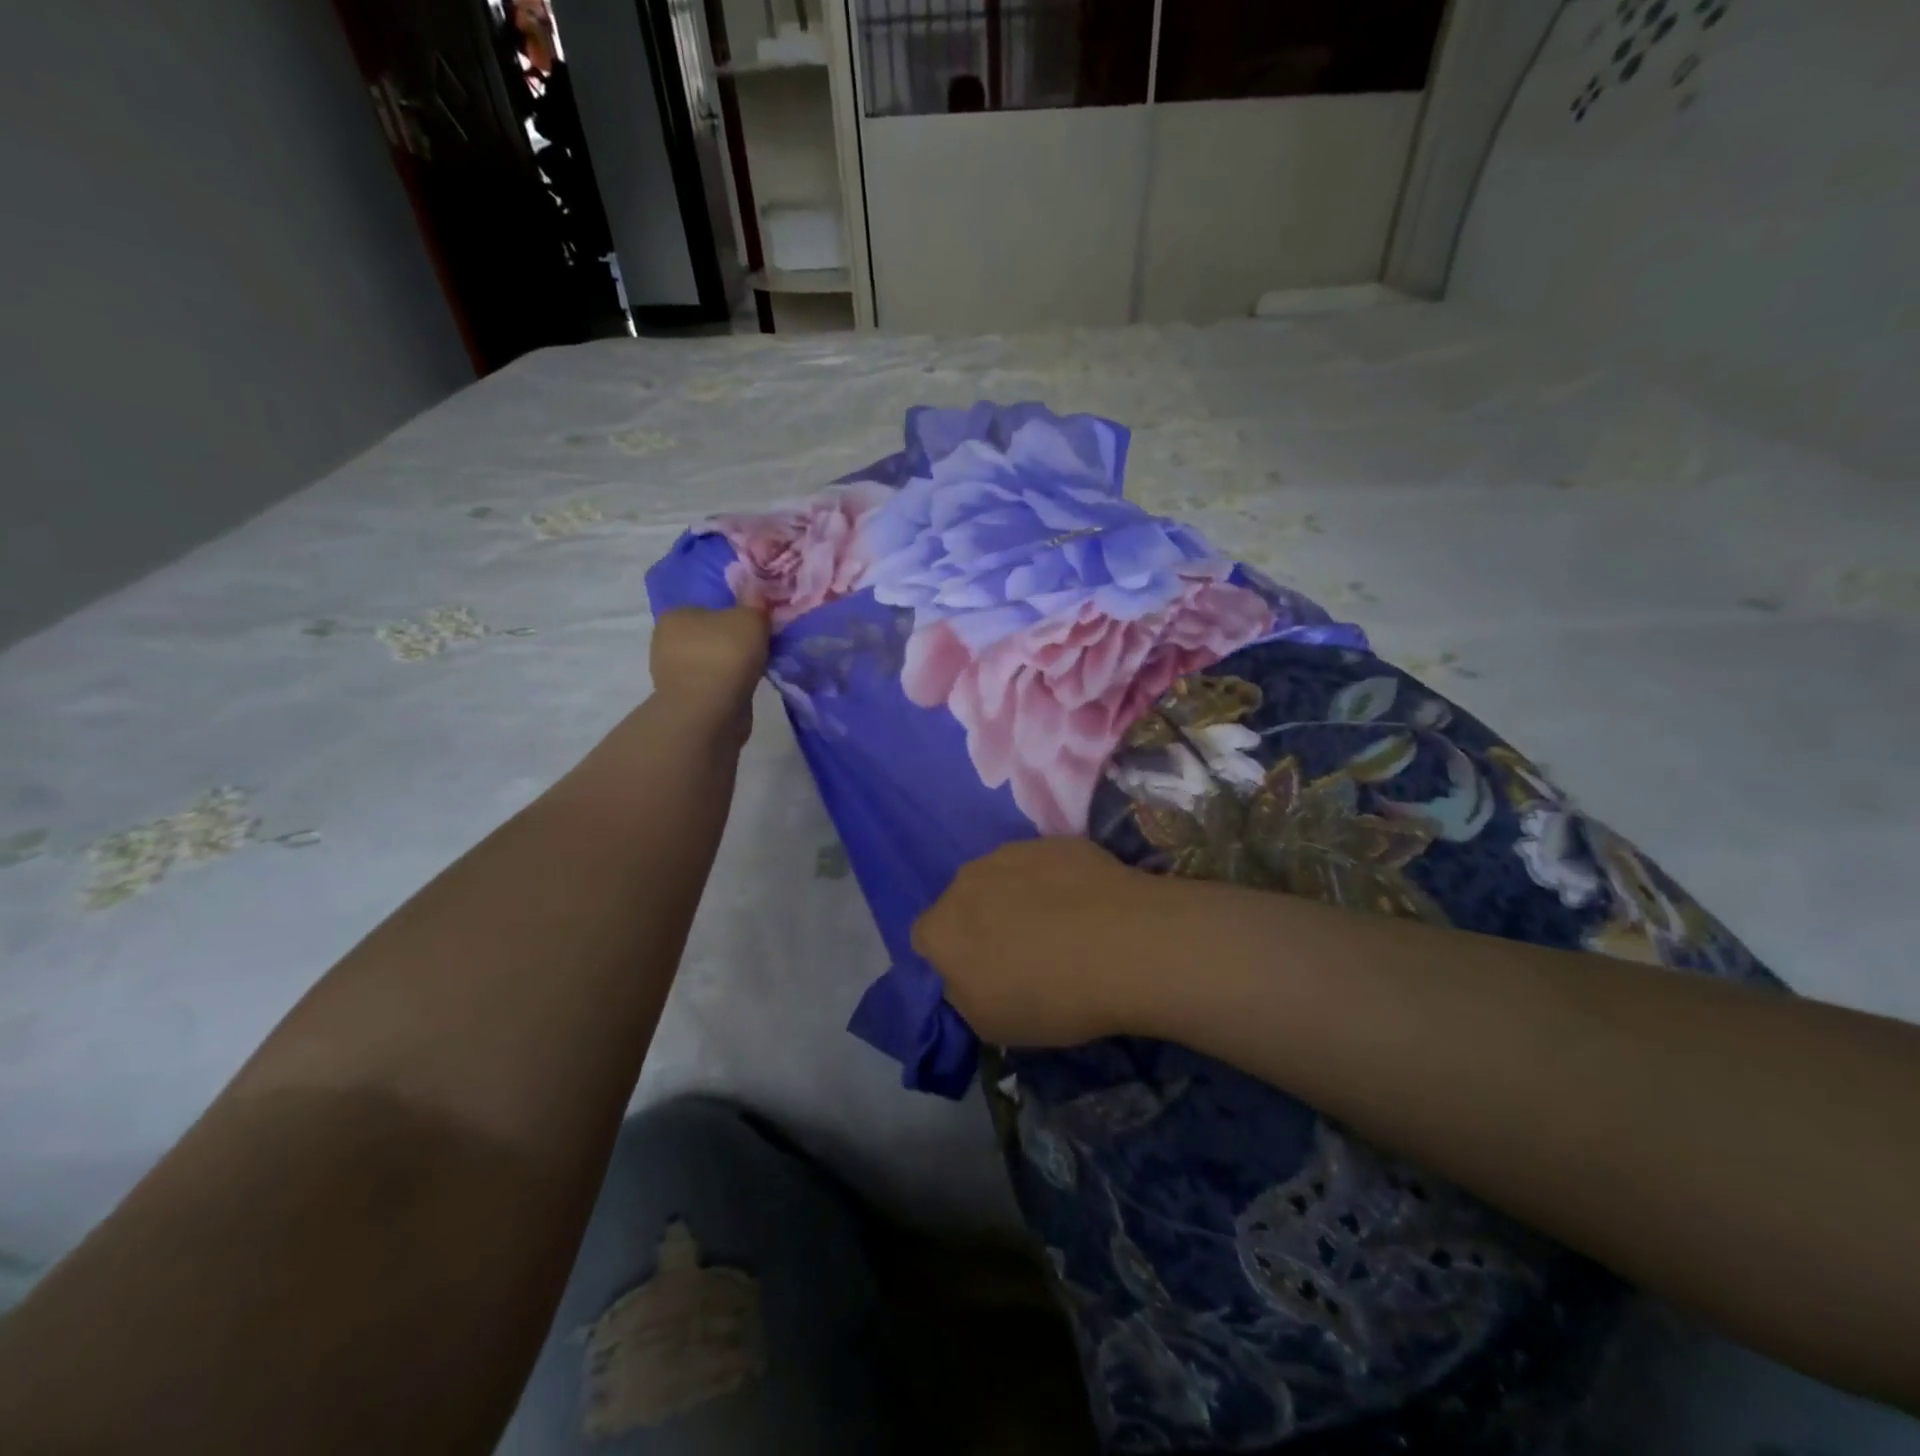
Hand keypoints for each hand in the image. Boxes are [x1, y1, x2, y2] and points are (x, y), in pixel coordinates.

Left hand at [648, 606, 768, 738]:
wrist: (709, 711)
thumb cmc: (725, 655)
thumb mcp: (750, 619)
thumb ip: (755, 603)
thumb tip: (757, 590)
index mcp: (674, 615)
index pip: (705, 608)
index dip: (730, 615)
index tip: (752, 627)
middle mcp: (665, 641)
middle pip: (706, 636)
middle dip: (728, 642)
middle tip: (757, 648)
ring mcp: (670, 674)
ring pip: (708, 663)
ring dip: (727, 667)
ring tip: (753, 671)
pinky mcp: (682, 701)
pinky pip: (710, 686)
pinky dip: (725, 687)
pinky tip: (742, 690)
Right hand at [912, 838, 1175, 1046]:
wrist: (1126, 944)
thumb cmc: (1052, 997)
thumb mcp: (991, 1025)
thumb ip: (963, 995)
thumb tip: (966, 975)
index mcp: (941, 927)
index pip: (926, 940)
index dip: (952, 959)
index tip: (982, 977)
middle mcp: (966, 879)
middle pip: (963, 902)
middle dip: (983, 922)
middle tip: (1022, 952)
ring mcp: (1012, 852)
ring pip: (1002, 877)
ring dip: (1017, 897)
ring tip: (1061, 927)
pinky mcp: (1054, 840)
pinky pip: (1043, 865)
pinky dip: (1056, 882)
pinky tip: (1088, 907)